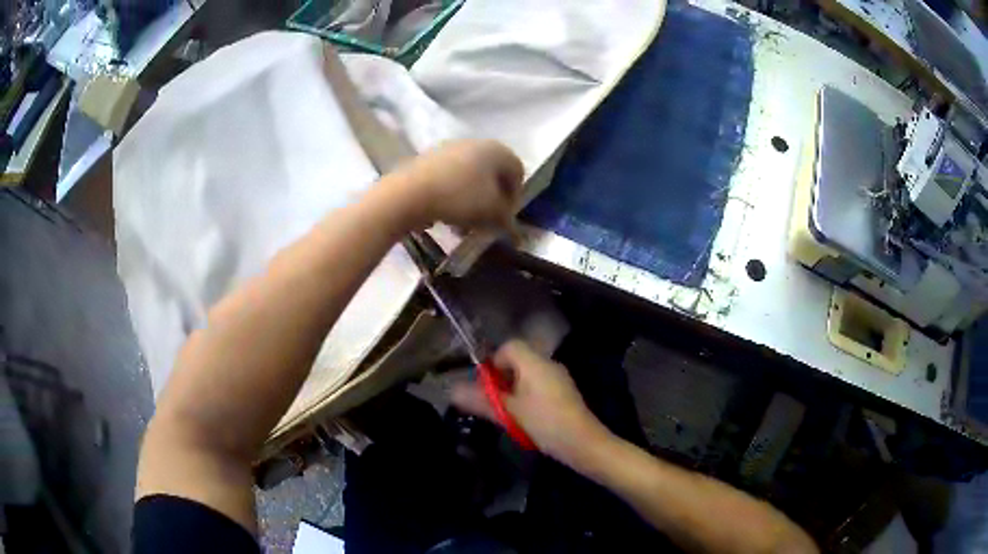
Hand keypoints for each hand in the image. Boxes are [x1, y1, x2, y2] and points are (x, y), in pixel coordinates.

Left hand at [391, 139, 523, 228]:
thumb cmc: (460, 198)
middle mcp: (476, 143)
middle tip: (486, 222)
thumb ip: (508, 221)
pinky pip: (450, 178)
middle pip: (492, 174)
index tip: (506, 219)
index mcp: (497, 149)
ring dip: (472, 201)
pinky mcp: (429, 158)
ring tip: (463, 224)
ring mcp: (450, 148)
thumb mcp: (492, 213)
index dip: (515, 197)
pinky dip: (453, 195)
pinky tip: (446, 214)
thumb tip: (515, 233)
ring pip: (470, 177)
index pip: (517, 172)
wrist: (408, 192)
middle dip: (492, 200)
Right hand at [451, 340, 610, 462]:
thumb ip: (481, 400)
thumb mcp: (509, 413)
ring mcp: (559, 378)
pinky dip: (527, 397)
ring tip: (507, 414)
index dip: (493, 362)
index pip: (509, 346)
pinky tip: (525, 419)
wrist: (583, 443)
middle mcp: (548, 364)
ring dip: (513, 390)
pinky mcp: (565, 393)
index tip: (485, 385)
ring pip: (528, 375)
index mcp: (534, 363)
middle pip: (518, 361)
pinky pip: (539, 386)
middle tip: (493, 402)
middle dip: (501, 379)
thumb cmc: (544, 423)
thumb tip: (451, 391)